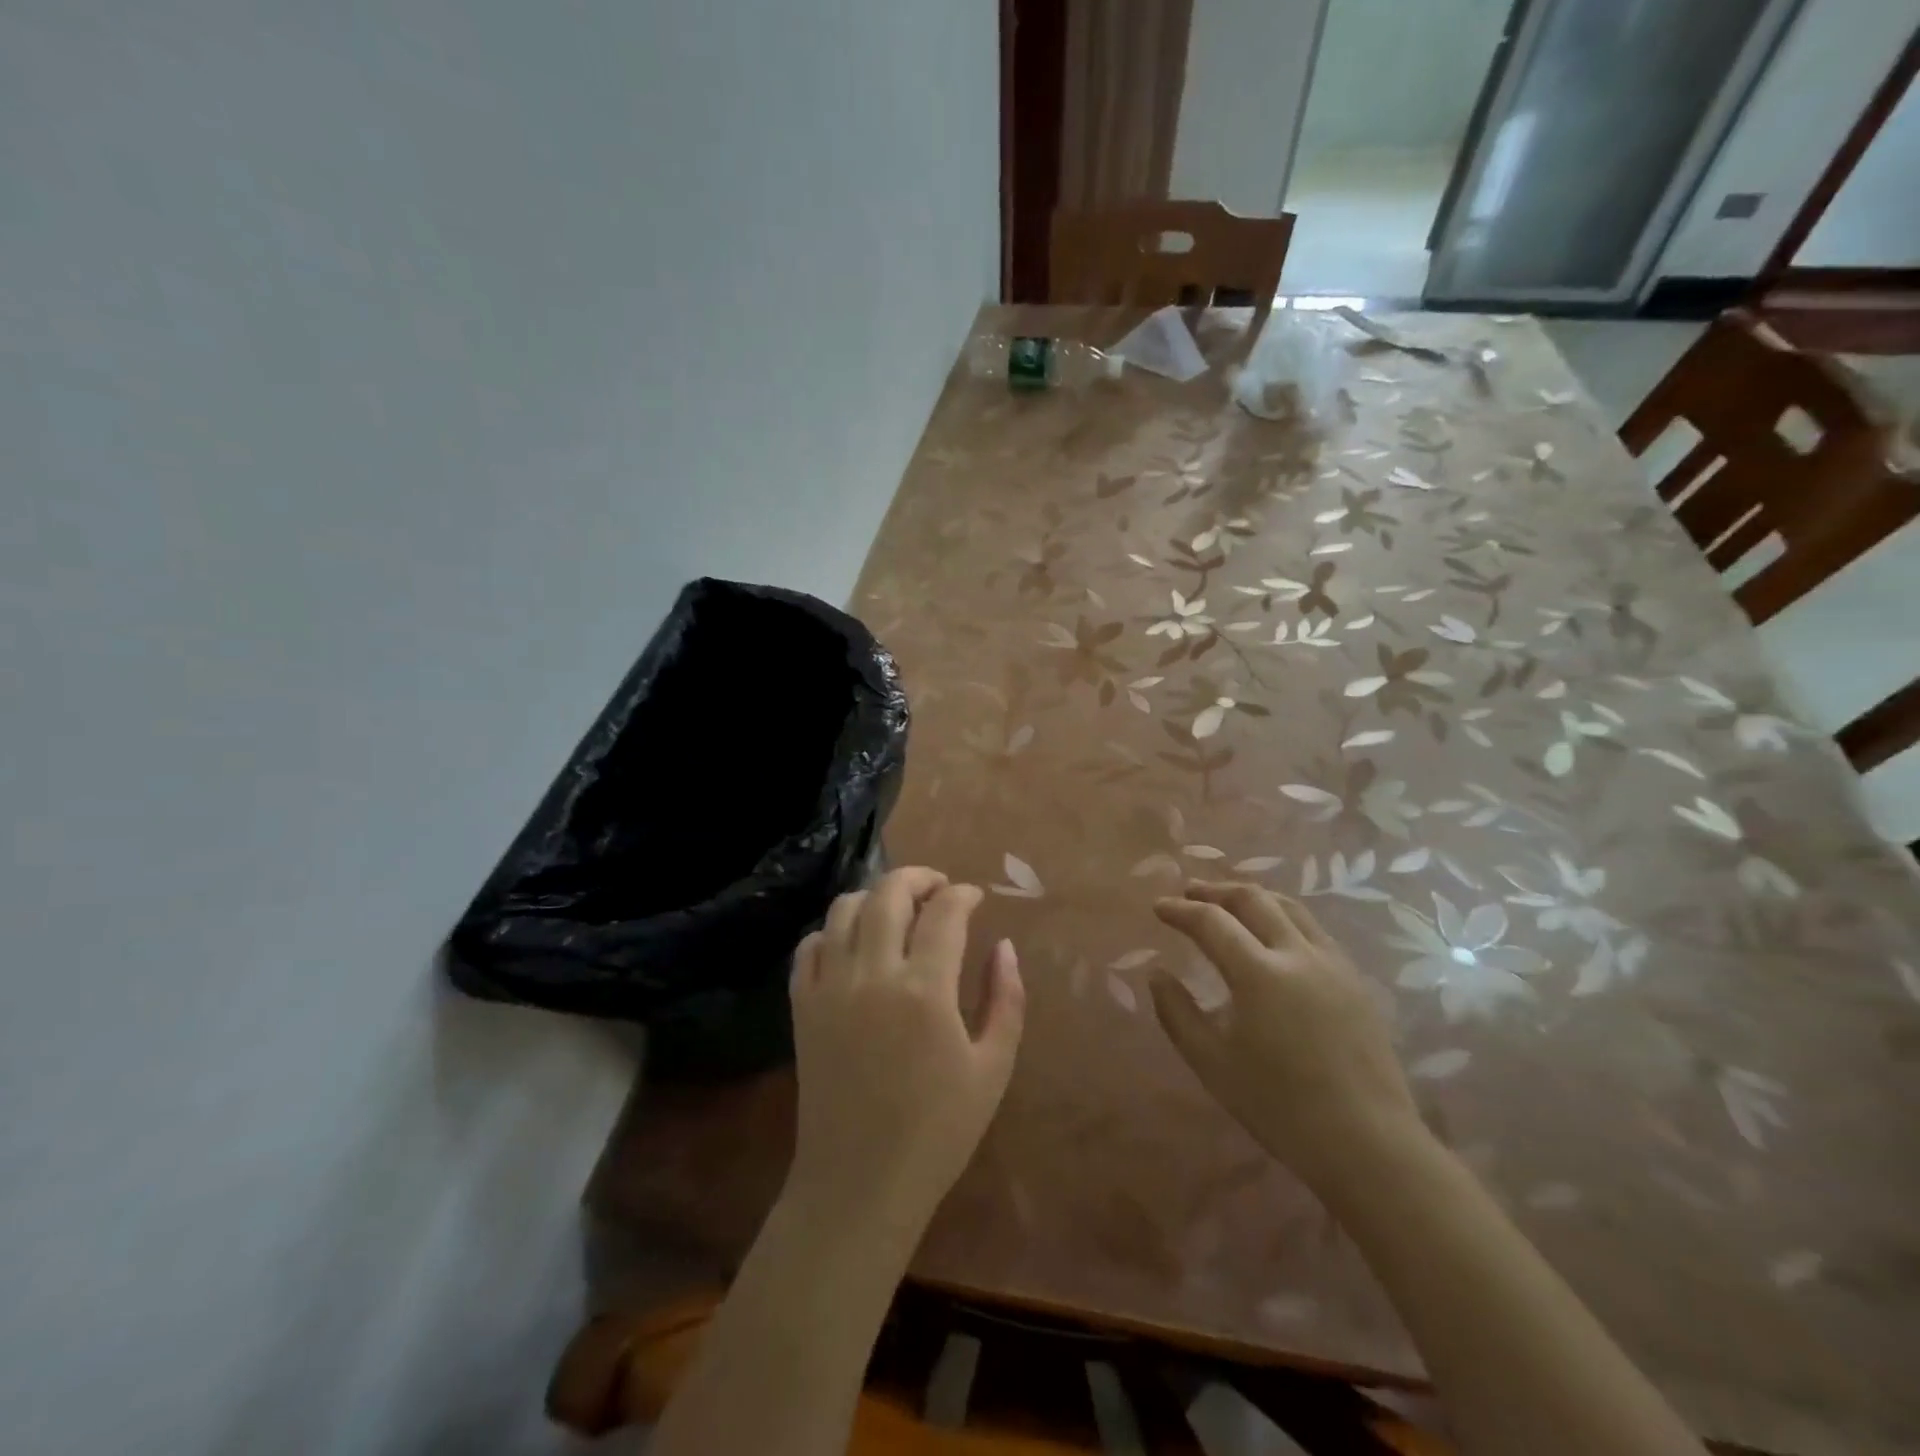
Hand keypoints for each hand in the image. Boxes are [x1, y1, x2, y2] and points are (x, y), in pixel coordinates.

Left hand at [786, 867, 1025, 1235]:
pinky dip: (833, 929)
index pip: (945, 912)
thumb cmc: (937, 1132)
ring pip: (845, 908)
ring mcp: (830, 987)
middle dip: (919, 878)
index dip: (963, 894)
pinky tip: (854, 944)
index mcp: (926, 989)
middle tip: (939, 888)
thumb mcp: (993, 1068)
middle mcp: (873, 974)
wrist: (858, 1184)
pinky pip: (810, 945)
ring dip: (875, 896)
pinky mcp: (802, 1006)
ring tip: (897, 910)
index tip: (975, 898)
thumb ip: (1005, 998)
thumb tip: (1004, 946)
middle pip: (889, 893)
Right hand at [1151, 882, 1424, 1193]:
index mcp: (1259, 973)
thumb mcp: (1211, 1062)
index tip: (1158, 907)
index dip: (1180, 910)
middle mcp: (1297, 954)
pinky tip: (1274, 935)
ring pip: (1289, 907)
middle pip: (1253, 899)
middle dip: (1216, 890)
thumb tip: (1157, 974)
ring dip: (1253, 897)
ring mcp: (1333, 964)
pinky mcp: (1355, 980)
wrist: (1367, 1143)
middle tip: (1189, 892)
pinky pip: (1314, 930)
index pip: (1211, 921)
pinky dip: (1283, 916)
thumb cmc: (1279, 1106)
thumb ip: (1177, 1012)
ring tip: (1229, 902)